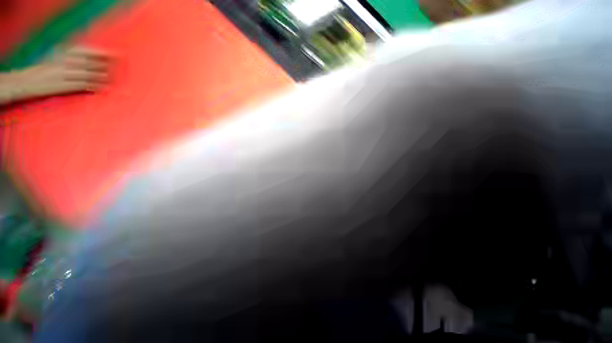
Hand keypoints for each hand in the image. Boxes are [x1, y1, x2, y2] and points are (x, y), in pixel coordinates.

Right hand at [6, 46, 110, 102]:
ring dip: (104, 77)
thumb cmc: (45, 69)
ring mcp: (65, 74)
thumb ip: (73, 54)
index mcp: (63, 52)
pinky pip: (84, 85)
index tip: (118, 55)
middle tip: (121, 68)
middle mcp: (65, 61)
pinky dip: (96, 86)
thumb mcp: (57, 55)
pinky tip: (106, 87)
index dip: (104, 53)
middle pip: (92, 63)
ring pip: (90, 74)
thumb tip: (95, 55)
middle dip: (108, 65)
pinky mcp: (64, 86)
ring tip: (115, 78)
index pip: (88, 51)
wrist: (26, 81)